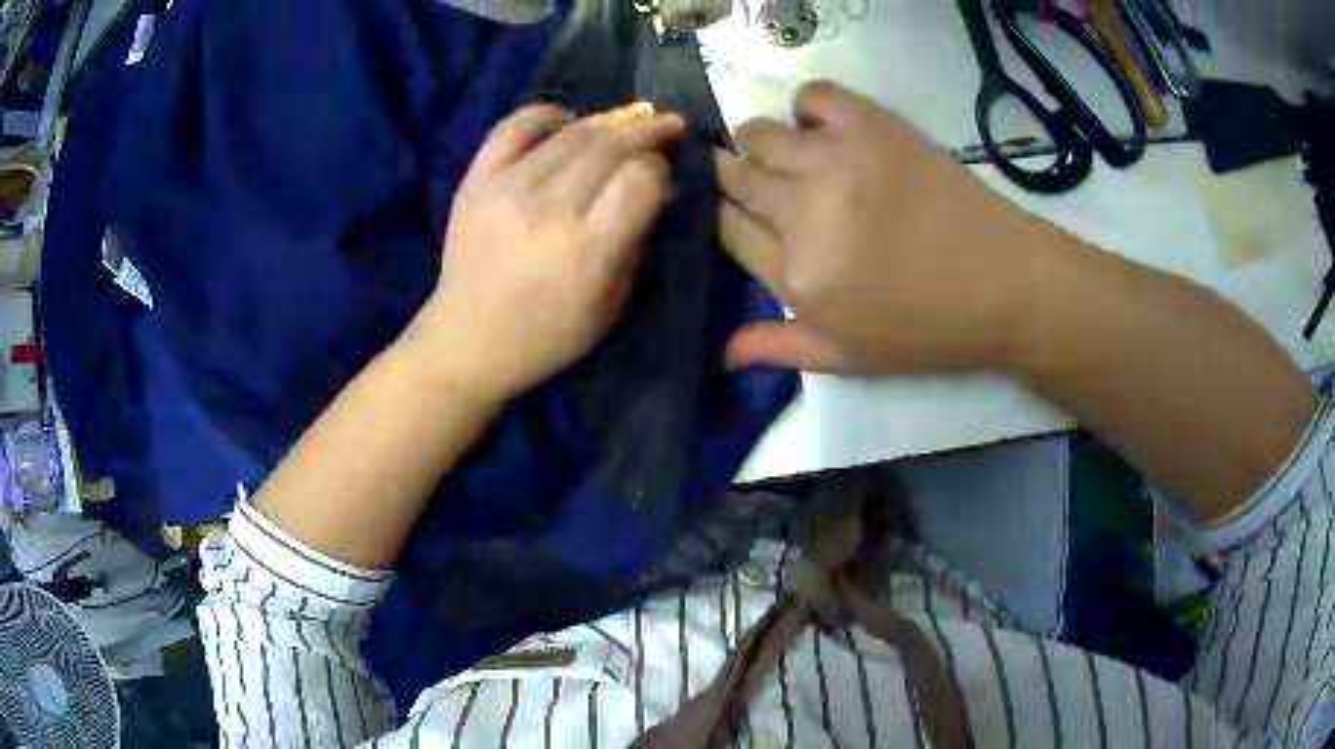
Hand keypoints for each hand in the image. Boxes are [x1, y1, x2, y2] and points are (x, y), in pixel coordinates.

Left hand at [412, 103, 684, 401]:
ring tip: (629, 120)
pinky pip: (513, 127)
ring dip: (608, 121)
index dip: (660, 167)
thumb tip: (657, 189)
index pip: (640, 179)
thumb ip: (637, 242)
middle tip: (666, 125)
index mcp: (587, 249)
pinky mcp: (476, 180)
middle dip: (646, 131)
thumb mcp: (611, 304)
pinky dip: (545, 115)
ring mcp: (507, 188)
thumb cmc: (547, 335)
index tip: (666, 170)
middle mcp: (548, 209)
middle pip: (610, 147)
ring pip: (571, 133)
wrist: (467, 340)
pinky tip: (566, 119)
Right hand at [716, 81, 1060, 374]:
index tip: (739, 214)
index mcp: (796, 274)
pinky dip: (808, 107)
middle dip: (732, 178)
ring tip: (789, 157)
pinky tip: (825, 130)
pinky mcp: (872, 125)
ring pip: (758, 133)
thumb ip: (780, 348)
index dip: (723, 217)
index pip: (726, 227)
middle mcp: (803, 210)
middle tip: (760, 184)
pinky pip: (813, 94)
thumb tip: (722, 351)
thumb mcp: (849, 359)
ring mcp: (837, 159)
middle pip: (734, 174)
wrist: (1005, 285)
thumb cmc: (928, 329)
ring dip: (760, 143)